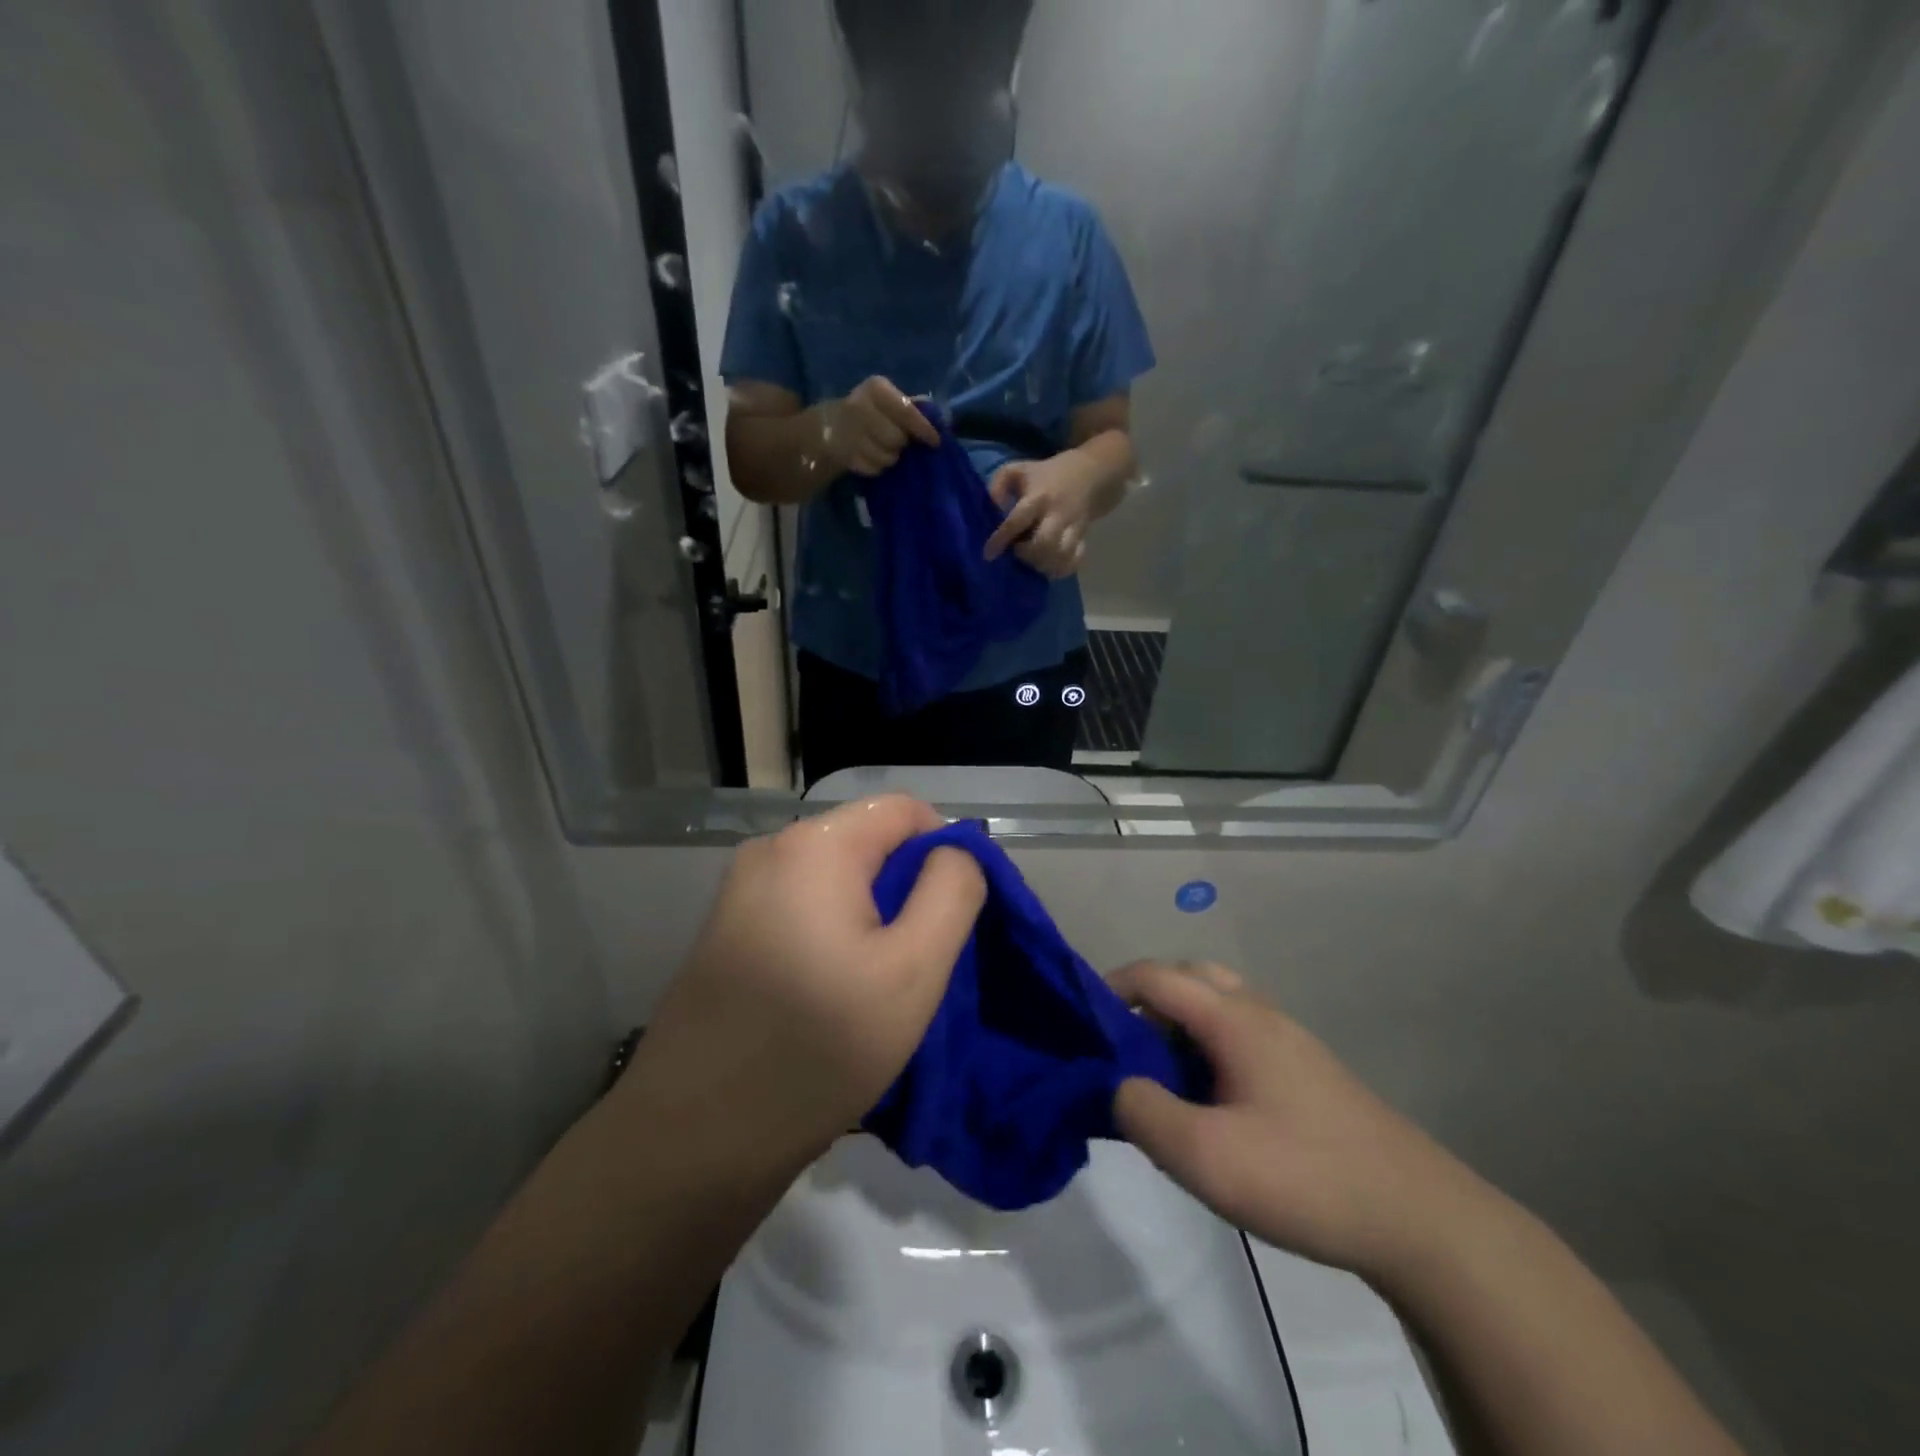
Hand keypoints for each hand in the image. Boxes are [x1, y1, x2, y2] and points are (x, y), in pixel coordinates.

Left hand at [618, 797, 985, 1178]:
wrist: (693, 1139)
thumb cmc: (818, 1047)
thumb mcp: (914, 969)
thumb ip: (951, 891)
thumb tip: (954, 850)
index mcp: (814, 844)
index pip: (905, 809)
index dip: (945, 850)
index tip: (958, 916)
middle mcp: (769, 850)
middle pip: (868, 841)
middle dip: (907, 888)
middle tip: (921, 960)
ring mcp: (740, 891)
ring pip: (837, 879)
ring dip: (872, 916)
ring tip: (879, 984)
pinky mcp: (727, 931)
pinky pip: (803, 907)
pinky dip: (835, 933)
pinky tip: (834, 993)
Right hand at [822, 375, 941, 476]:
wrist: (828, 427)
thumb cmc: (869, 411)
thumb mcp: (887, 400)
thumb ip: (911, 407)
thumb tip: (936, 417)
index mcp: (876, 389)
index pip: (906, 412)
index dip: (923, 429)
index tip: (935, 442)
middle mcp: (860, 407)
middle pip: (897, 439)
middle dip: (902, 444)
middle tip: (899, 443)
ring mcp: (850, 433)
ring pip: (887, 457)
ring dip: (891, 458)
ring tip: (884, 449)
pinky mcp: (845, 456)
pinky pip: (874, 469)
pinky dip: (877, 467)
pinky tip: (871, 457)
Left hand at [984, 453, 1097, 578]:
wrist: (1090, 474)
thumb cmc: (1045, 475)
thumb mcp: (1018, 469)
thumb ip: (999, 483)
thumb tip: (994, 506)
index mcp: (1039, 496)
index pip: (1018, 520)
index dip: (1002, 539)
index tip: (989, 554)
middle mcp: (1057, 514)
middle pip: (1045, 543)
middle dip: (1027, 554)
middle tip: (1018, 551)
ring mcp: (1073, 527)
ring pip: (1061, 554)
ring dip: (1043, 564)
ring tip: (1033, 561)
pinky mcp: (1083, 538)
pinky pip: (1076, 560)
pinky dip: (1061, 569)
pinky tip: (1050, 567)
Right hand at [1110, 961, 1489, 1282]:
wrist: (1420, 1220)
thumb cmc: (1304, 1176)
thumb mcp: (1205, 1156)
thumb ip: (1142, 1112)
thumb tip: (1115, 1085)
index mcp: (1234, 1018)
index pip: (1157, 976)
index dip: (1111, 987)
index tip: (1080, 1021)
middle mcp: (1260, 1013)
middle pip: (1190, 977)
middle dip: (1147, 998)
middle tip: (1122, 1044)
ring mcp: (1288, 1040)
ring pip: (1218, 1003)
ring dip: (1179, 1022)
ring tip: (1158, 1073)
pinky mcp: (1305, 1071)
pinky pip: (1239, 1034)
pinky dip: (1206, 1045)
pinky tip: (1205, 1098)